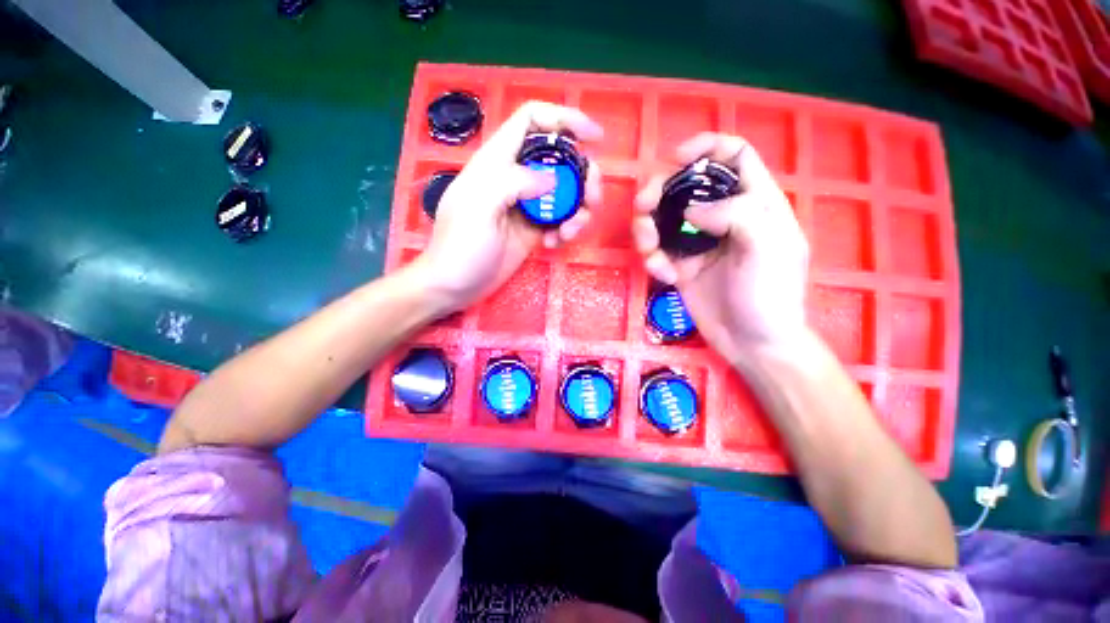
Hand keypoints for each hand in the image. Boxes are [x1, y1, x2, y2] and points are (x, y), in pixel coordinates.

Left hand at [411, 102, 603, 313]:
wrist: (456, 285)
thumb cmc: (460, 245)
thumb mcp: (479, 206)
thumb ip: (513, 182)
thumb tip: (553, 180)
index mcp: (497, 161)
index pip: (532, 120)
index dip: (564, 118)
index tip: (594, 137)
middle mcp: (515, 177)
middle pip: (559, 158)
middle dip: (582, 174)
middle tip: (591, 199)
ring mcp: (527, 205)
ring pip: (566, 192)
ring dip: (578, 208)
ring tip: (570, 231)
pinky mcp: (533, 229)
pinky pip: (560, 219)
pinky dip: (566, 229)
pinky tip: (554, 243)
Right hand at [632, 133, 809, 363]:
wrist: (752, 343)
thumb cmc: (770, 295)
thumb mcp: (768, 247)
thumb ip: (736, 214)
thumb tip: (691, 209)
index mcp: (754, 202)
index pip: (733, 156)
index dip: (706, 147)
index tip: (676, 158)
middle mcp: (723, 216)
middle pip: (686, 185)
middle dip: (660, 191)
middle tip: (642, 207)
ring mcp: (698, 242)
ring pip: (663, 217)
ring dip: (647, 229)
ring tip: (648, 250)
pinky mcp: (680, 265)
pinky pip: (657, 250)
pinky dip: (653, 259)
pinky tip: (663, 276)